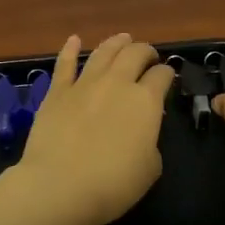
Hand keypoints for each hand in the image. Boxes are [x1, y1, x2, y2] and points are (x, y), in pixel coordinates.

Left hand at [12, 33, 172, 224]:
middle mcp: (117, 83)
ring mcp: (85, 83)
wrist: (60, 186)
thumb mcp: (150, 169)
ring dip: (116, 42)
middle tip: (148, 56)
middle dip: (145, 51)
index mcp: (145, 101)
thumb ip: (151, 143)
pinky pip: (65, 64)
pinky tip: (74, 40)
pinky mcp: (57, 91)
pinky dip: (70, 49)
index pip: (162, 76)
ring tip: (124, 38)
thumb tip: (143, 134)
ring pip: (104, 52)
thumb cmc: (112, 183)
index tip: (168, 77)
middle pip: (135, 54)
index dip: (167, 74)